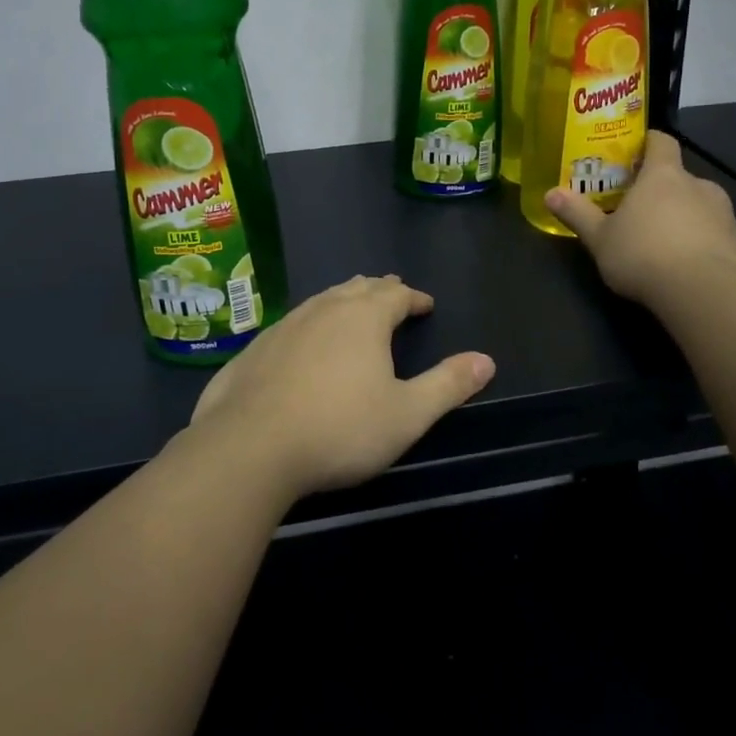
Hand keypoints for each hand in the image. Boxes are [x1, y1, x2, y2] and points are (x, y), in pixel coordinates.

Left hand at [188, 275, 494, 500]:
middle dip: (379, 291)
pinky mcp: (255, 347)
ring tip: (352, 307)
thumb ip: (447, 385)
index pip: (396, 295)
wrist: (249, 446)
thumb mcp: (407, 415)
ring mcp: (285, 325)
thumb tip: (486, 360)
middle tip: (391, 295)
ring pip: (322, 300)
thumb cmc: (339, 429)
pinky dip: (310, 323)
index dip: (414, 298)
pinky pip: (293, 323)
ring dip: (343, 300)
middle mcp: (324, 309)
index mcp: (364, 318)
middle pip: (358, 289)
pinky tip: (303, 341)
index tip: (425, 304)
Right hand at [544, 132, 735, 304]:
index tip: (636, 150)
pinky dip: (704, 244)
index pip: (661, 142)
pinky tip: (689, 267)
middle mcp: (699, 186)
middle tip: (640, 209)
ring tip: (664, 242)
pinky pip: (718, 236)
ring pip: (701, 207)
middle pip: (680, 177)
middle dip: (662, 190)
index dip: (649, 142)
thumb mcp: (600, 238)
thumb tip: (550, 193)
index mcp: (663, 176)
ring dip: (685, 217)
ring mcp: (725, 215)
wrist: (707, 294)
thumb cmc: (645, 254)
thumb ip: (577, 214)